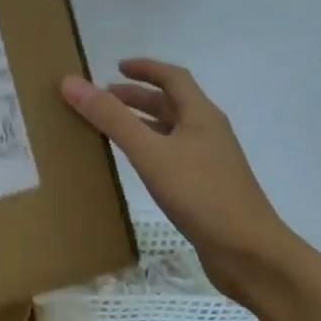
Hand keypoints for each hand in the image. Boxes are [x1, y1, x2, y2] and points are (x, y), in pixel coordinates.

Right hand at [61, 59, 307, 302]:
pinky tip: (134, 165)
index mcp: (201, 115)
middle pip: (171, 103)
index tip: (115, 67)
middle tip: (103, 98)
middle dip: (137, 96)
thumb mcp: (150, 153)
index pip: (173, 77)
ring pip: (171, 130)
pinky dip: (149, 148)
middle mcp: (208, 132)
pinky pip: (172, 155)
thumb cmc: (201, 195)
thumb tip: (71, 82)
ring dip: (142, 122)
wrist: (249, 253)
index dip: (145, 68)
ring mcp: (209, 161)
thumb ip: (111, 118)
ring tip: (110, 128)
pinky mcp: (205, 187)